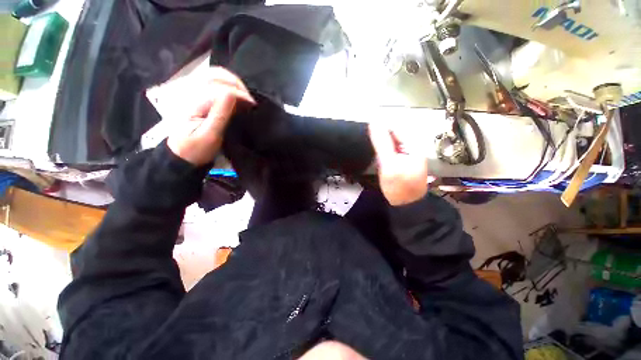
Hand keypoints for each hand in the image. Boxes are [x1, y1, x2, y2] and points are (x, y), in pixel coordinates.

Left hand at [167, 67, 254, 165]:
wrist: (182, 155)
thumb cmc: (196, 149)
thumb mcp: (210, 136)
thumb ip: (220, 114)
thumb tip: (233, 95)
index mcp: (192, 102)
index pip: (218, 89)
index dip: (238, 94)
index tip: (252, 105)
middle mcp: (190, 91)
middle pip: (214, 74)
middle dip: (236, 84)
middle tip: (249, 99)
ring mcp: (192, 92)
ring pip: (214, 76)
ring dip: (233, 83)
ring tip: (244, 97)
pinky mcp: (197, 97)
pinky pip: (214, 83)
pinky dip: (228, 86)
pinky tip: (236, 97)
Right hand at [368, 122, 430, 205]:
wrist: (406, 206)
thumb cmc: (398, 185)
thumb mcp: (388, 163)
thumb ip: (382, 143)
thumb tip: (374, 123)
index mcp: (413, 146)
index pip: (396, 128)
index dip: (382, 128)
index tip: (368, 132)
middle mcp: (412, 149)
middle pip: (395, 136)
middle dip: (382, 137)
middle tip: (369, 143)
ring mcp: (408, 157)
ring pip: (393, 144)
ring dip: (382, 145)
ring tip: (372, 150)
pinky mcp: (402, 164)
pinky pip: (392, 153)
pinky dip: (384, 153)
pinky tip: (379, 158)